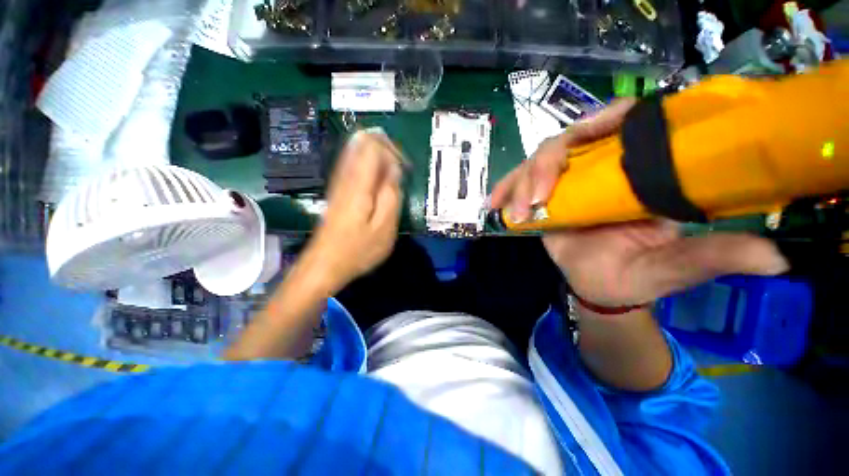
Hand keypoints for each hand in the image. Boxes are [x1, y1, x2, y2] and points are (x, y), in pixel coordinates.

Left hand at [305, 131, 402, 291]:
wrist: (324, 265)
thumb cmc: (357, 250)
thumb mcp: (384, 228)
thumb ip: (391, 195)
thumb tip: (395, 169)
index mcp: (359, 183)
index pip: (373, 145)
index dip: (392, 150)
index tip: (405, 170)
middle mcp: (345, 176)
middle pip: (362, 143)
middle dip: (386, 150)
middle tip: (400, 172)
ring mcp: (338, 182)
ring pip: (357, 152)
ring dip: (378, 159)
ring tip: (392, 178)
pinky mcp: (337, 191)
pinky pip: (353, 166)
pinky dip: (369, 168)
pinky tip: (378, 185)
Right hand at [491, 100, 788, 306]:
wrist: (600, 288)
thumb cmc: (636, 277)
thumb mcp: (675, 268)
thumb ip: (716, 258)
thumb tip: (778, 258)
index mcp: (637, 173)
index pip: (622, 125)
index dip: (605, 120)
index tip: (589, 135)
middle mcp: (598, 170)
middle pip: (567, 142)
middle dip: (547, 165)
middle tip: (538, 198)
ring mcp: (565, 183)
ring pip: (537, 162)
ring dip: (521, 180)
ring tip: (516, 208)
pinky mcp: (542, 199)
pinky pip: (518, 185)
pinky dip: (505, 191)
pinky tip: (493, 204)